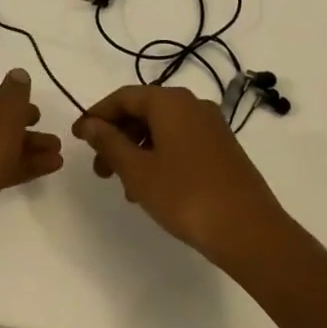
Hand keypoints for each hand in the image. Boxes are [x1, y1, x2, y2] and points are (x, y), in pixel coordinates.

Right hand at [72, 84, 287, 266]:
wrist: (249, 230)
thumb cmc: (185, 195)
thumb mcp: (138, 170)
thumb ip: (110, 143)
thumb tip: (90, 124)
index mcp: (171, 102)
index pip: (124, 97)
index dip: (97, 115)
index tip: (77, 137)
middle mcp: (193, 105)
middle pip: (144, 111)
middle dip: (117, 136)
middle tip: (99, 169)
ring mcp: (212, 126)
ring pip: (162, 129)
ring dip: (136, 150)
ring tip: (124, 186)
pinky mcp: (223, 148)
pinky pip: (180, 142)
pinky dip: (159, 156)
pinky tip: (152, 187)